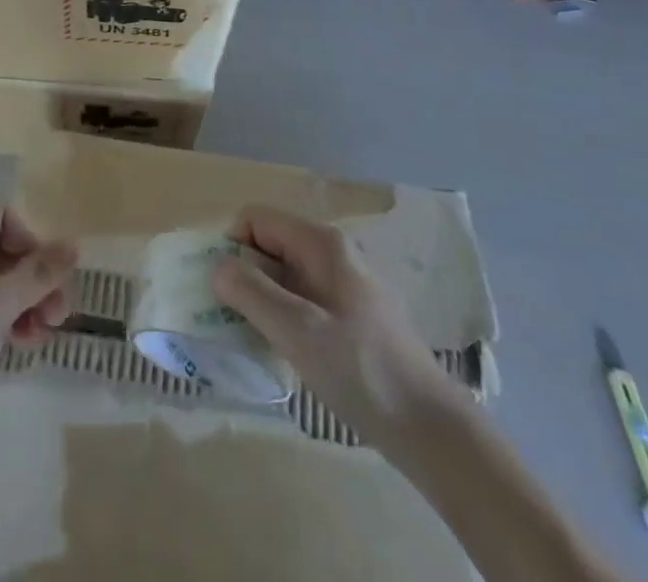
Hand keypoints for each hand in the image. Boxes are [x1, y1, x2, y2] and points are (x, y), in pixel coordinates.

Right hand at [211, 205, 455, 447]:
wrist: (431, 429)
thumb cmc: (362, 371)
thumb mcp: (298, 330)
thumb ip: (251, 292)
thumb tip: (217, 265)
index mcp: (320, 243)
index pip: (255, 219)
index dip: (232, 247)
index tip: (223, 292)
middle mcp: (330, 253)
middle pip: (268, 246)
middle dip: (243, 276)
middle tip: (231, 320)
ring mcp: (343, 284)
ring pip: (283, 276)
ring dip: (262, 301)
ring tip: (254, 340)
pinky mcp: (350, 316)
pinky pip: (301, 301)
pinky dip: (283, 318)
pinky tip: (285, 353)